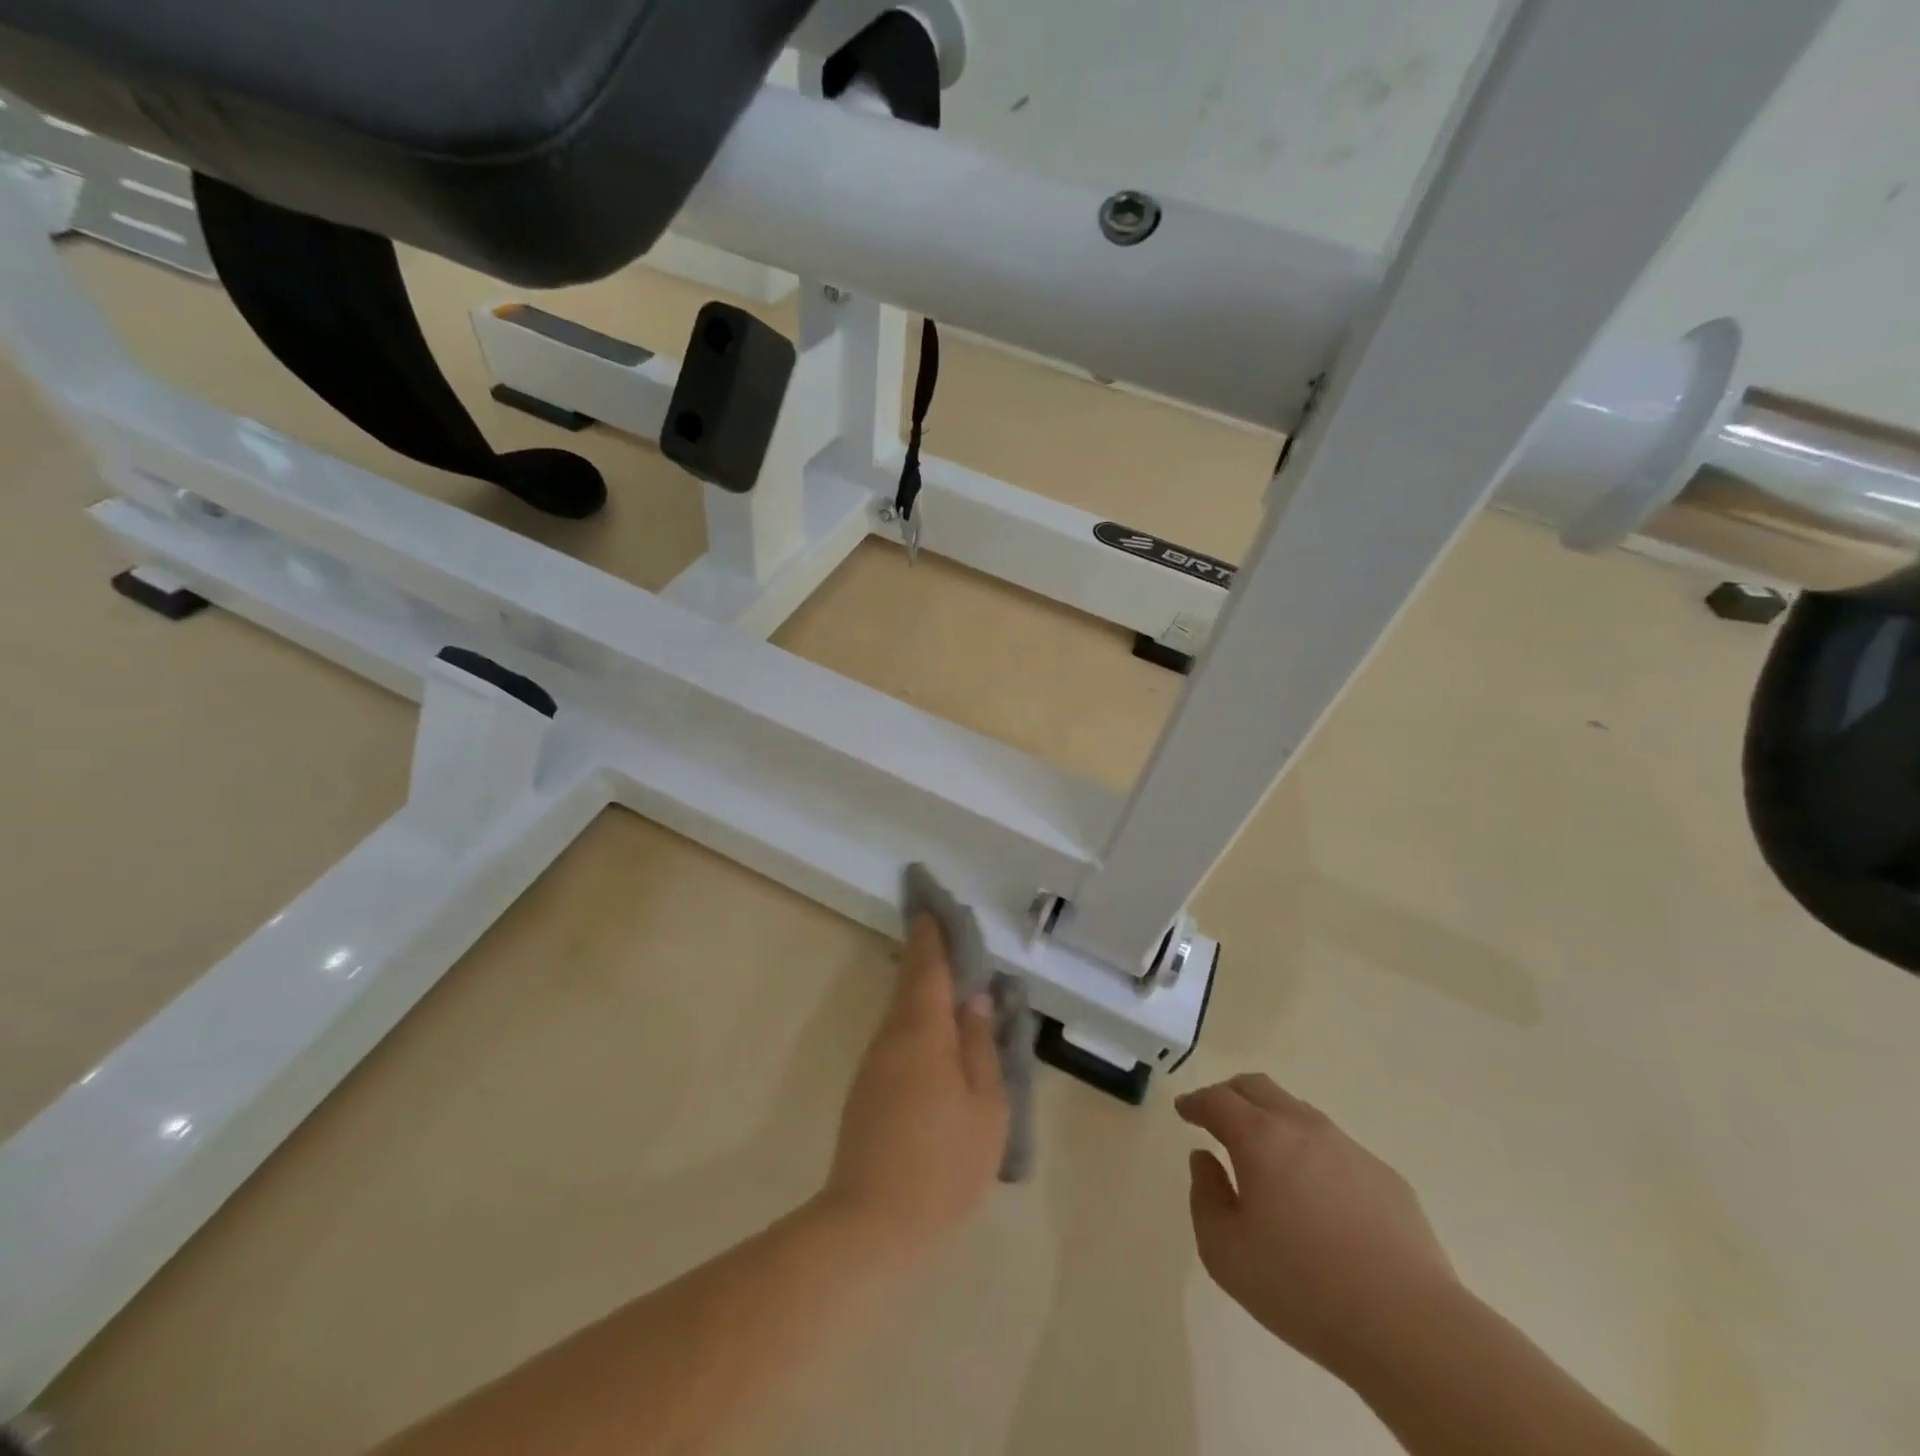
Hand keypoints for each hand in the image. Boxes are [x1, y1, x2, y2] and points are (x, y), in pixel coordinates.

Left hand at [820, 915, 1008, 1260]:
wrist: (871, 1224)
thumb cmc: (942, 1163)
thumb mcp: (985, 1106)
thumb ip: (980, 1046)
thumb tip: (976, 1000)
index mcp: (923, 1031)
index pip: (928, 966)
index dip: (933, 934)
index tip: (934, 904)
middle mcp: (892, 1036)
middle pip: (913, 983)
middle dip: (931, 956)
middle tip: (954, 936)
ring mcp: (875, 1062)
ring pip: (905, 1012)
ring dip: (927, 990)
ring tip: (959, 984)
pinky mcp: (868, 1088)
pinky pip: (900, 1037)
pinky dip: (921, 1021)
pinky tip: (942, 1037)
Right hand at [1178, 1073, 1459, 1376]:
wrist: (1410, 1327)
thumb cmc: (1302, 1288)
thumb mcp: (1225, 1253)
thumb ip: (1205, 1197)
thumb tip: (1206, 1160)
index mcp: (1261, 1139)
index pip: (1218, 1100)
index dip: (1196, 1102)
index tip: (1184, 1110)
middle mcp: (1303, 1128)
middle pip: (1259, 1087)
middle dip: (1230, 1094)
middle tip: (1217, 1117)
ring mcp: (1349, 1149)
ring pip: (1299, 1112)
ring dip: (1273, 1120)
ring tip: (1266, 1155)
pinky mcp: (1385, 1177)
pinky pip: (1335, 1148)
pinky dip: (1311, 1153)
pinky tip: (1316, 1196)